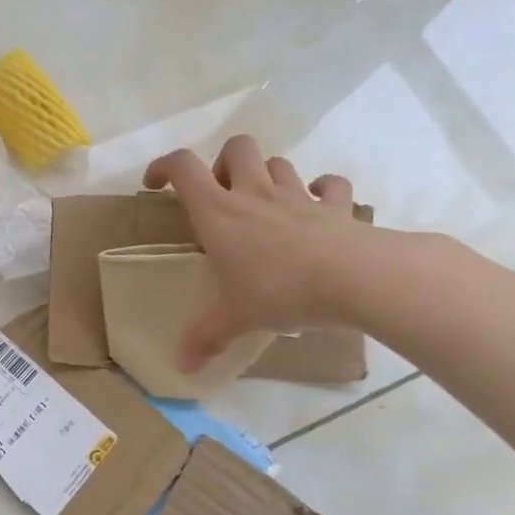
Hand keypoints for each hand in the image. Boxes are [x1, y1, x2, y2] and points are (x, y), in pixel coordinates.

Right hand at [143, 135, 366, 371]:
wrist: (358, 278)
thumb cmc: (281, 291)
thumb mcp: (237, 318)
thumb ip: (207, 337)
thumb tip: (181, 367)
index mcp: (218, 211)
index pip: (182, 166)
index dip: (164, 166)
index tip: (156, 184)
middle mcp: (254, 193)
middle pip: (236, 147)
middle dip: (224, 161)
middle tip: (223, 194)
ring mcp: (298, 195)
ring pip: (278, 163)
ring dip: (268, 176)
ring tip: (266, 205)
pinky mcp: (337, 206)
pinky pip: (331, 186)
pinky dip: (324, 191)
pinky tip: (319, 208)